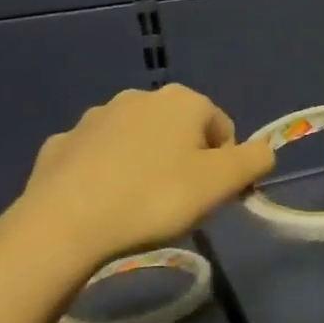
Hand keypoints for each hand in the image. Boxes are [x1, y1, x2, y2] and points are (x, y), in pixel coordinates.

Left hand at [9, 84, 274, 269]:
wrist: (64, 224)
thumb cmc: (156, 198)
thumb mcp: (223, 183)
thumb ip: (255, 160)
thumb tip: (262, 151)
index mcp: (181, 101)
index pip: (222, 128)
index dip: (226, 164)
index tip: (214, 196)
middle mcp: (138, 98)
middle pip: (180, 132)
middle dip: (186, 162)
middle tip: (180, 204)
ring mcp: (93, 119)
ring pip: (138, 143)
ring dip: (147, 166)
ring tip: (140, 208)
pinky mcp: (60, 144)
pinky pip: (99, 159)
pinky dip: (108, 176)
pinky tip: (104, 206)